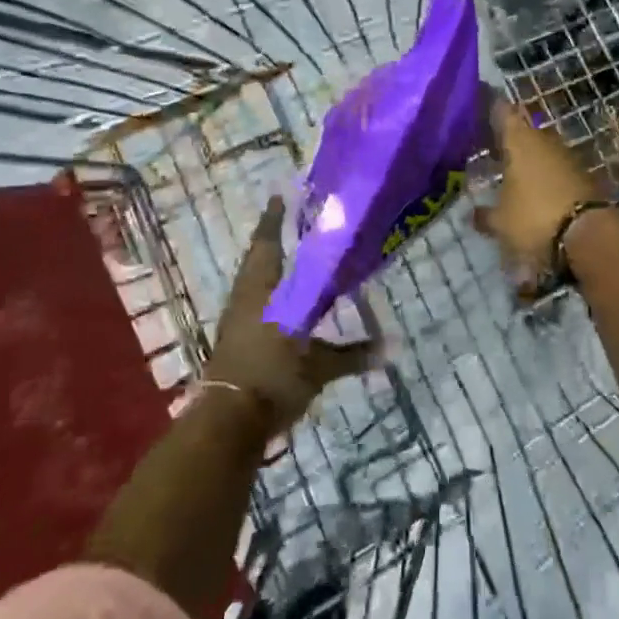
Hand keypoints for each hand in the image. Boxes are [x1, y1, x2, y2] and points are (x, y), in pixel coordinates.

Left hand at [204, 198, 373, 429]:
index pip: (268, 244)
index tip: (281, 195)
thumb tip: (392, 348)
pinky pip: (251, 303)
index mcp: (263, 291)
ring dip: (267, 265)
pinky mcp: (233, 342)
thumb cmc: (272, 378)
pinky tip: (280, 300)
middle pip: (257, 259)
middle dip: (272, 239)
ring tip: (287, 256)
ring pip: (252, 281)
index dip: (275, 219)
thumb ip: (352, 355)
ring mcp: (236, 320)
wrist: (226, 423)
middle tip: (289, 222)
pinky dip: (266, 293)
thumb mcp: (318, 367)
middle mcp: (246, 298)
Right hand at [473, 98, 606, 279]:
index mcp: (519, 140)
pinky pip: (557, 169)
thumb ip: (485, 215)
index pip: (502, 111)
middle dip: (508, 140)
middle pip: (523, 131)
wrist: (590, 235)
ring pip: (542, 150)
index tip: (477, 109)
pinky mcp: (585, 176)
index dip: (490, 108)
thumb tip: (473, 214)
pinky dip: (545, 176)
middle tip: (490, 150)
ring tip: (510, 175)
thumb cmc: (534, 217)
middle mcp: (544, 140)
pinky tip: (535, 192)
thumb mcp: (501, 222)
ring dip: (529, 159)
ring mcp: (568, 156)